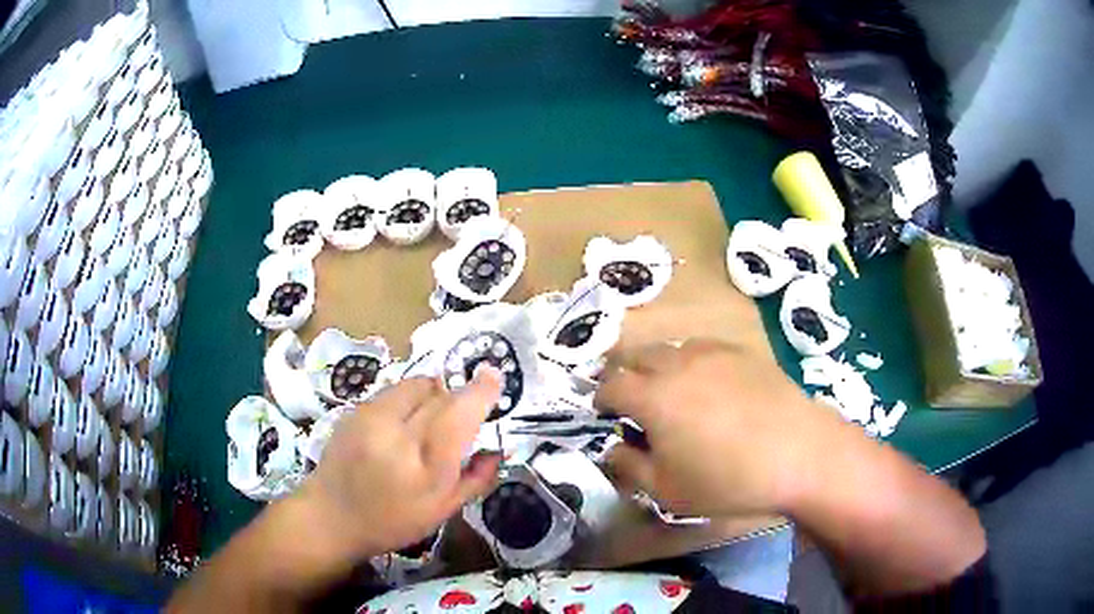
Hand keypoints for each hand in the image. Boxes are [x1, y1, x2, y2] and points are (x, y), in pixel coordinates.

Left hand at [293, 367, 503, 557]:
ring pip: (416, 384)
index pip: (458, 415)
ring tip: (427, 420)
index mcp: (425, 467)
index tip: (494, 376)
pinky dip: (408, 399)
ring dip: (433, 395)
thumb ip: (476, 479)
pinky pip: (394, 390)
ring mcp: (371, 418)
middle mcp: (397, 434)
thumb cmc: (392, 522)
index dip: (480, 391)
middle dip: (457, 399)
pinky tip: (401, 425)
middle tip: (458, 420)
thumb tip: (497, 449)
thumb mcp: (442, 511)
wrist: (331, 516)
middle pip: (440, 394)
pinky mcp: (355, 410)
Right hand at [595, 338, 841, 517]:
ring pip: (671, 348)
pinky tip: (710, 385)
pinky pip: (704, 347)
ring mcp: (714, 353)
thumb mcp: (668, 491)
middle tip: (633, 401)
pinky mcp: (743, 351)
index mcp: (654, 397)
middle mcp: (678, 364)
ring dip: (659, 366)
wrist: (800, 454)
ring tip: (672, 392)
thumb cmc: (729, 480)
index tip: (604, 413)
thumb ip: (630, 468)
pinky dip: (692, 362)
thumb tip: (613, 449)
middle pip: (636, 355)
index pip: (611, 385)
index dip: (601, 398)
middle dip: (625, 375)